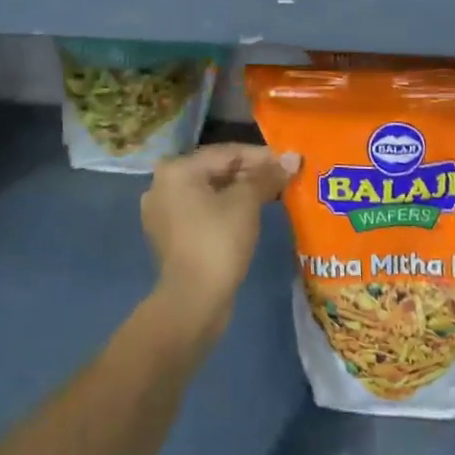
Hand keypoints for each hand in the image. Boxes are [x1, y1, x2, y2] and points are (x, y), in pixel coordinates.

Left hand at [141, 143, 298, 340]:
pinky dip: (224, 208)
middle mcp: (162, 185)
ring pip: (209, 191)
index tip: (289, 161)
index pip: (226, 153)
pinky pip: (202, 211)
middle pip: (215, 170)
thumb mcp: (246, 203)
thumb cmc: (218, 242)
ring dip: (239, 191)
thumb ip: (267, 176)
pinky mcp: (169, 235)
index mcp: (176, 170)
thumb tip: (292, 158)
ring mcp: (163, 212)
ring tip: (271, 193)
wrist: (192, 302)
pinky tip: (249, 213)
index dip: (261, 156)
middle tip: (283, 176)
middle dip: (251, 173)